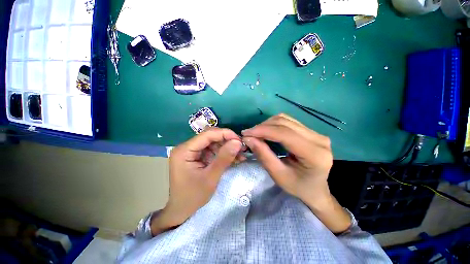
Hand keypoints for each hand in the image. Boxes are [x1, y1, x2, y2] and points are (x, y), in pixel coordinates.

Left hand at [152, 128, 243, 234]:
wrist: (182, 212)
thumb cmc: (193, 198)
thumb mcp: (211, 178)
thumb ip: (224, 158)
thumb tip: (238, 142)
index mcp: (184, 150)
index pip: (207, 134)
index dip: (225, 134)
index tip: (239, 140)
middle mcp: (186, 147)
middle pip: (210, 137)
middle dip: (227, 141)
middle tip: (241, 148)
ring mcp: (192, 152)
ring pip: (213, 142)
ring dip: (227, 147)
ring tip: (240, 155)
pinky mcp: (197, 157)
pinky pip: (212, 150)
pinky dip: (223, 153)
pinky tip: (234, 158)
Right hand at [242, 114, 349, 232]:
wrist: (316, 188)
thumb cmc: (298, 187)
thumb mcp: (278, 175)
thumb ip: (263, 155)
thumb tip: (248, 138)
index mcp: (314, 154)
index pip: (285, 134)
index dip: (263, 131)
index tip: (246, 133)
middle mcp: (319, 139)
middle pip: (285, 123)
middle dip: (263, 127)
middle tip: (248, 135)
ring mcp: (316, 133)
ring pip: (286, 119)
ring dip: (267, 124)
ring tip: (256, 134)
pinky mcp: (311, 131)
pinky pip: (289, 121)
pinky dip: (274, 124)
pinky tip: (266, 131)